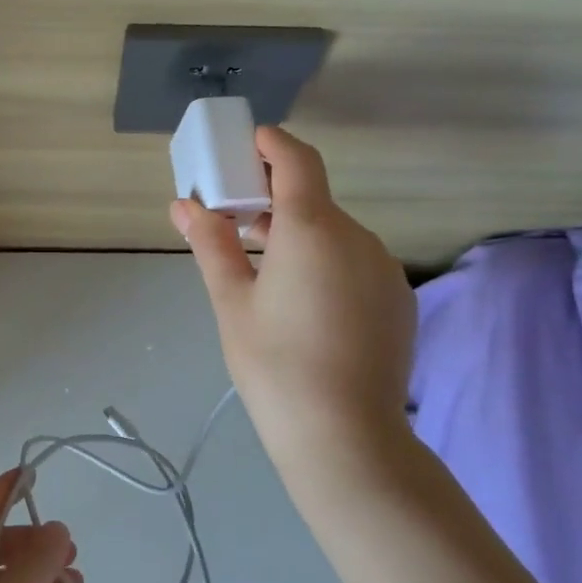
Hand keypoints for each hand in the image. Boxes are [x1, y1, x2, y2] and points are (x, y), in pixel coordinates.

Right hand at [171, 126, 416, 461]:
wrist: (347, 439)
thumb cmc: (275, 365)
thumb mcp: (231, 302)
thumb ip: (211, 244)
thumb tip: (183, 204)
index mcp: (312, 228)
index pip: (296, 160)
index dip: (270, 143)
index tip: (244, 146)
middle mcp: (357, 236)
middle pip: (313, 199)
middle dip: (273, 200)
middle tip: (235, 221)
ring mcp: (384, 268)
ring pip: (334, 234)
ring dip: (299, 235)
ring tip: (265, 272)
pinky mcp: (398, 299)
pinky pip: (355, 263)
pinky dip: (326, 263)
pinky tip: (305, 305)